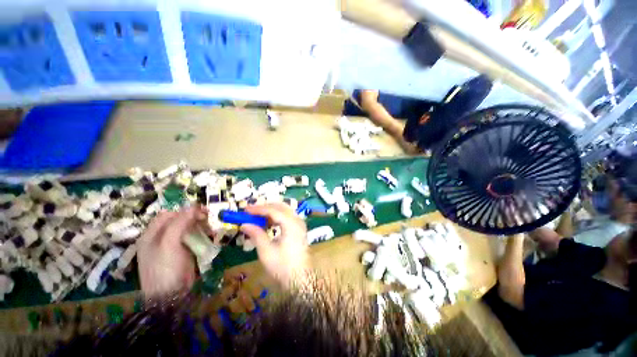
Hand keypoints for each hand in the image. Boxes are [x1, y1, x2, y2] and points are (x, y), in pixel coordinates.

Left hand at [137, 206, 204, 297]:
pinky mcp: (184, 252)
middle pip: (178, 221)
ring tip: (211, 228)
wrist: (171, 295)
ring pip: (188, 229)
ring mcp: (173, 246)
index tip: (201, 210)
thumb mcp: (169, 244)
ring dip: (200, 226)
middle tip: (208, 217)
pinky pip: (193, 239)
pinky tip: (210, 236)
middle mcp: (161, 239)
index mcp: (151, 235)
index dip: (183, 211)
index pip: (167, 215)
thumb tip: (192, 206)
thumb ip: (179, 223)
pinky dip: (202, 235)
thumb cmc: (165, 268)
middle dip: (194, 217)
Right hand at [240, 203, 309, 287]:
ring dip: (271, 211)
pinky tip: (268, 223)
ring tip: (256, 217)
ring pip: (284, 210)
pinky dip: (277, 217)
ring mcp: (300, 224)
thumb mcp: (266, 251)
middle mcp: (297, 220)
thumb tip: (244, 224)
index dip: (258, 209)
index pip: (273, 210)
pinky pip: (287, 217)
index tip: (245, 210)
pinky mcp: (299, 229)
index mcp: (291, 224)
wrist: (299, 279)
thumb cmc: (282, 266)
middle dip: (265, 207)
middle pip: (280, 207)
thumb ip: (256, 234)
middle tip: (250, 212)